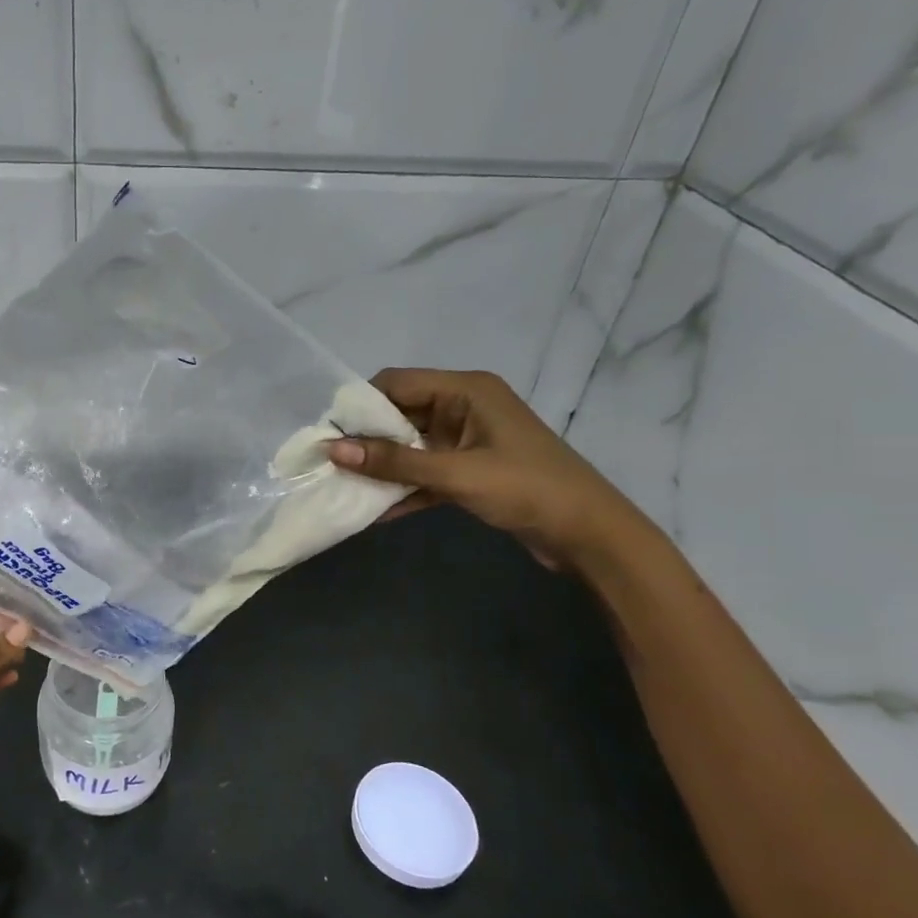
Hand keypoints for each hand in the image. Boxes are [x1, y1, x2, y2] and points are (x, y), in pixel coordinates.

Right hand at [328, 368, 650, 571]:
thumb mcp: (456, 474)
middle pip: (400, 414)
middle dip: (366, 440)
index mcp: (466, 390)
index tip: (328, 434)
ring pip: (410, 446)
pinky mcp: (469, 471)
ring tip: (342, 487)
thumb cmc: (527, 489)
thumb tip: (333, 451)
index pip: (397, 383)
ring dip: (382, 467)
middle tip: (329, 464)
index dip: (361, 405)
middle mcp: (463, 407)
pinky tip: (375, 511)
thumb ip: (395, 462)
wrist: (590, 535)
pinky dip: (404, 488)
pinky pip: (425, 472)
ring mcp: (467, 440)